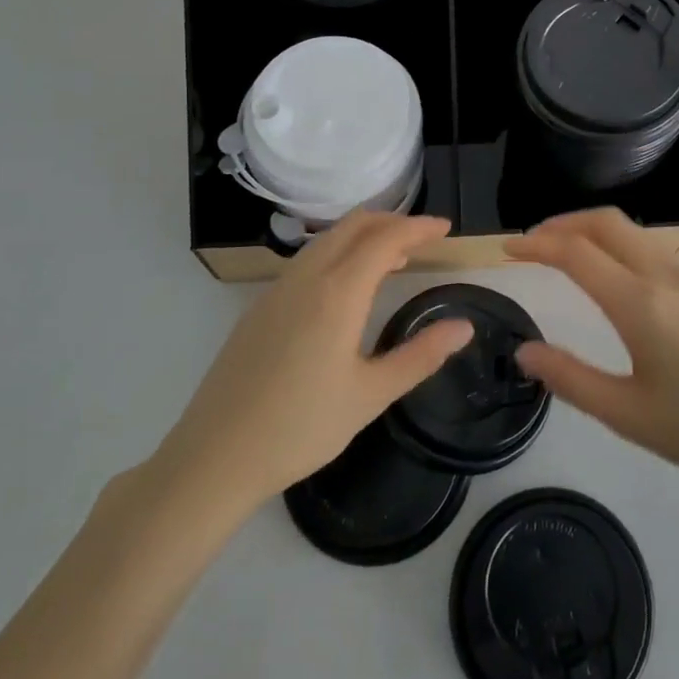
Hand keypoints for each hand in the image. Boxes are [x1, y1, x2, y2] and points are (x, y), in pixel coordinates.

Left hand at [152, 212, 472, 512]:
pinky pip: (307, 259)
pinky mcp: (260, 306)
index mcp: (336, 293)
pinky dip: (339, 252)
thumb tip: (464, 326)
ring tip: (394, 259)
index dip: (418, 228)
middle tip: (424, 238)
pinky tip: (347, 287)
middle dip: (392, 221)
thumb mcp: (371, 395)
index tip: (445, 228)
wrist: (215, 456)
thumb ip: (420, 355)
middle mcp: (306, 278)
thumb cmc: (301, 428)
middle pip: (353, 226)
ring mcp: (277, 289)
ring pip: (327, 239)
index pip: (384, 239)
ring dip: (364, 235)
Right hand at [505, 209, 678, 495]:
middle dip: (563, 222)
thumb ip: (571, 380)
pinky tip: (616, 279)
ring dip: (593, 231)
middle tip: (532, 242)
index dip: (536, 244)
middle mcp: (666, 276)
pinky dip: (620, 246)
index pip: (576, 252)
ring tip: (567, 255)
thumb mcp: (630, 416)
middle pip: (606, 223)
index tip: (507, 248)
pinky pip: (654, 250)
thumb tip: (526, 351)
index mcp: (640, 303)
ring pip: (634, 233)